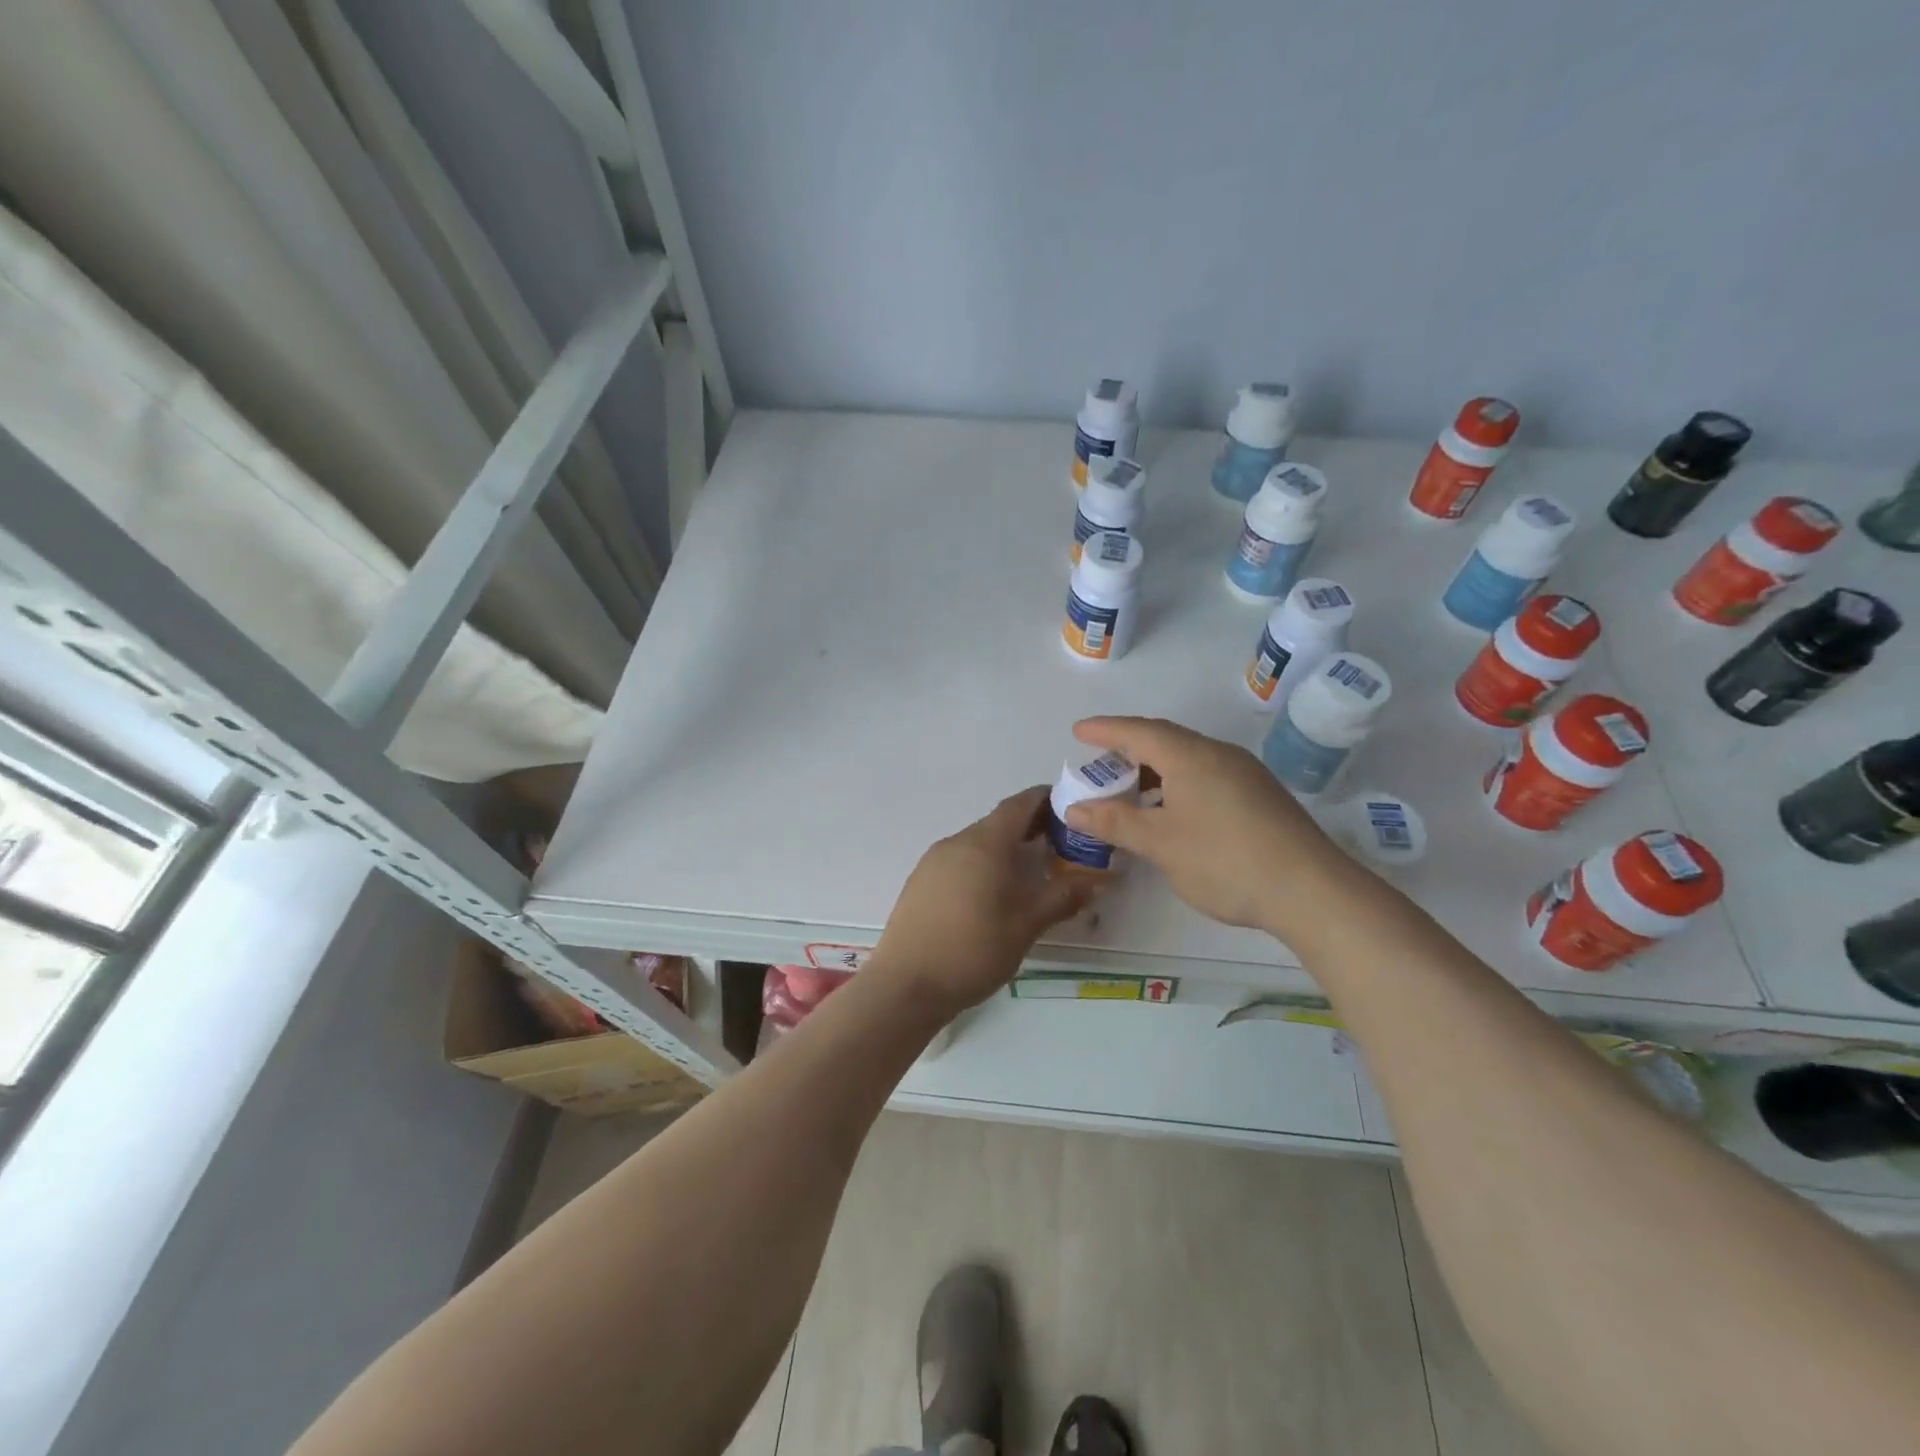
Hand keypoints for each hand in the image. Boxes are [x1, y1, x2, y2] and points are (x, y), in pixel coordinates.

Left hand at [873, 786, 1093, 1014]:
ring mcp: (932, 862)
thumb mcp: (1027, 925)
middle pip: (998, 823)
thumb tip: (1095, 880)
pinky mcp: (920, 883)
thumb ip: (1062, 897)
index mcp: (984, 843)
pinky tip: (993, 895)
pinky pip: (959, 862)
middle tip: (1060, 846)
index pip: (1019, 804)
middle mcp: (956, 842)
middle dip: (1030, 828)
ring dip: (1005, 849)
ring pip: (977, 844)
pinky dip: (983, 866)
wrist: (907, 985)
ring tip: (1030, 873)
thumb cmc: (974, 948)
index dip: (1045, 800)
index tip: (1070, 809)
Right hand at [1065, 716, 1362, 938]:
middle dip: (1127, 747)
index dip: (1104, 730)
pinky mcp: (1260, 795)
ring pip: (1188, 758)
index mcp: (1190, 756)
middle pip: (1164, 739)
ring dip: (1154, 768)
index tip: (1077, 731)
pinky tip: (1172, 810)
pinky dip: (1177, 782)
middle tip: (1099, 762)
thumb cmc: (1225, 860)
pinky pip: (1206, 774)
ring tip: (1129, 789)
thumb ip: (1114, 822)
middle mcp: (1218, 754)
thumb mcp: (1160, 843)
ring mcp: (1245, 773)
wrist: (1311, 891)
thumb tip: (1074, 808)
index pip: (1138, 731)